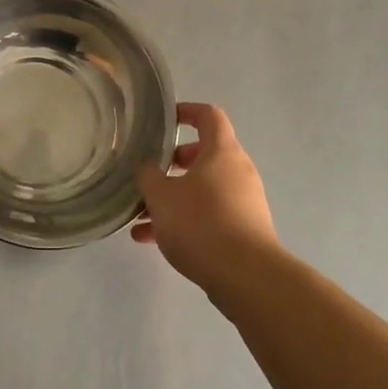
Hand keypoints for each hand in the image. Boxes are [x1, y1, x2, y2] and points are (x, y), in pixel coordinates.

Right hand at [132, 102, 278, 297]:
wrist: (247, 277)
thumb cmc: (201, 223)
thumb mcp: (161, 196)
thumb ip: (148, 176)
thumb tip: (148, 168)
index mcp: (221, 151)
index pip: (209, 116)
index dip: (187, 112)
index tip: (165, 121)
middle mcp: (238, 171)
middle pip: (204, 155)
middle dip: (173, 164)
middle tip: (149, 175)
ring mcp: (244, 202)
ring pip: (203, 190)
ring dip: (173, 199)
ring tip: (140, 217)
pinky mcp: (245, 231)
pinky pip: (209, 216)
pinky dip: (185, 222)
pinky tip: (153, 241)